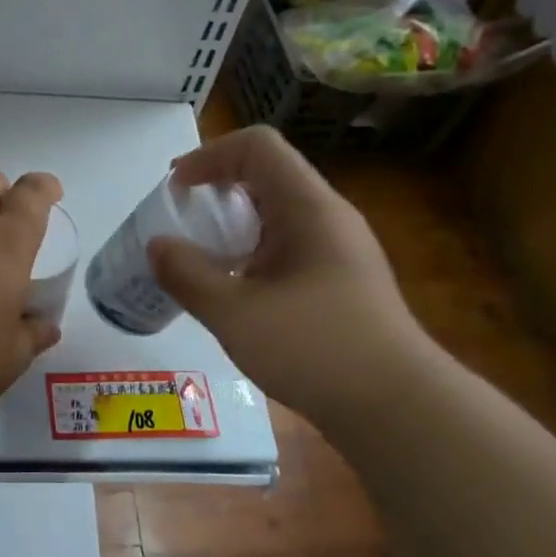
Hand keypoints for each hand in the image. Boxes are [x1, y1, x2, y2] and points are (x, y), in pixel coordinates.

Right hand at [147, 126, 431, 418]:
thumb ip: (188, 275)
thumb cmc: (316, 350)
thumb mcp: (236, 314)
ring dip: (233, 223)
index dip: (210, 156)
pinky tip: (234, 290)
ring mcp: (338, 250)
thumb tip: (157, 246)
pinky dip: (251, 251)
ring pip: (277, 213)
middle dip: (216, 188)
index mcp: (309, 208)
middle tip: (180, 220)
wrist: (398, 409)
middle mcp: (328, 217)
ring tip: (199, 256)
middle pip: (267, 175)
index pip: (258, 147)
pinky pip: (287, 245)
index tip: (176, 188)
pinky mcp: (340, 281)